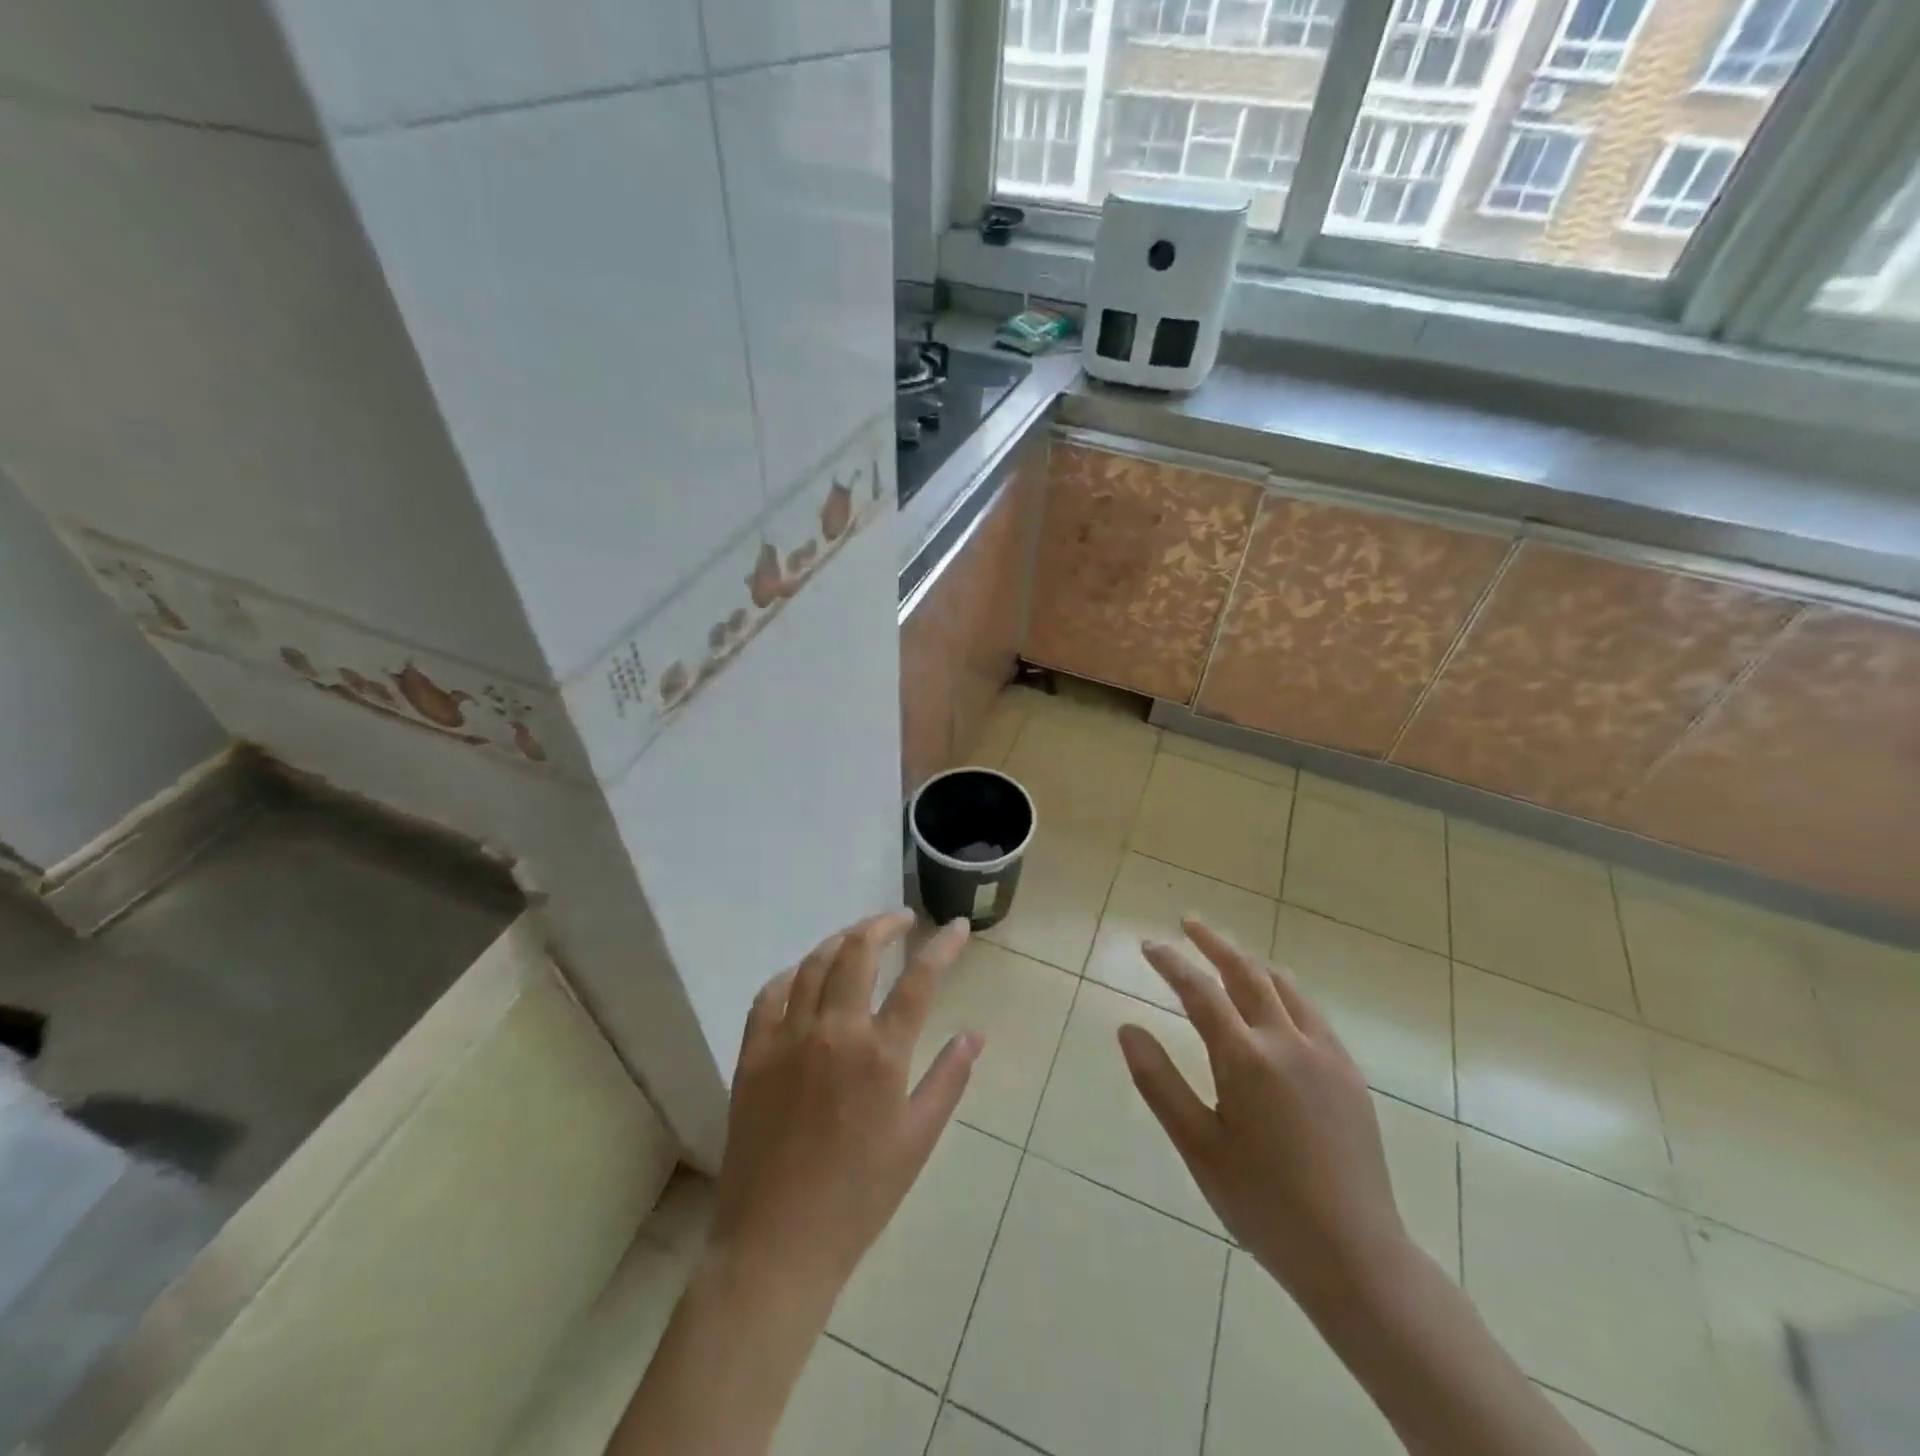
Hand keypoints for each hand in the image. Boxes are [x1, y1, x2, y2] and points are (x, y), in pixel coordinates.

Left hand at [709, 911, 982, 1303]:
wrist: (777, 1244)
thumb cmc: (859, 1198)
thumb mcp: (918, 1140)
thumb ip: (948, 1079)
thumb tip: (975, 1033)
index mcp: (880, 1054)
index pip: (919, 979)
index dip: (942, 946)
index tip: (956, 926)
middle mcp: (834, 1031)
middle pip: (859, 952)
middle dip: (884, 925)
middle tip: (901, 920)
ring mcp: (787, 1038)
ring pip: (814, 964)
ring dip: (841, 941)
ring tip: (859, 938)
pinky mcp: (752, 1054)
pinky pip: (769, 995)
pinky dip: (791, 975)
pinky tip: (803, 975)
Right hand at [1118, 917, 1412, 1315]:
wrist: (1355, 1255)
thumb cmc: (1263, 1204)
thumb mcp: (1198, 1146)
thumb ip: (1159, 1082)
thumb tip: (1127, 1028)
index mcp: (1246, 1059)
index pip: (1199, 991)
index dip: (1171, 963)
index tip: (1148, 944)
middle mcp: (1287, 1042)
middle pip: (1246, 973)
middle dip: (1214, 943)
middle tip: (1188, 923)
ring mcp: (1325, 1055)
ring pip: (1285, 987)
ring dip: (1250, 962)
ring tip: (1228, 954)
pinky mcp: (1349, 1073)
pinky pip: (1312, 1012)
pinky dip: (1284, 990)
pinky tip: (1277, 1002)